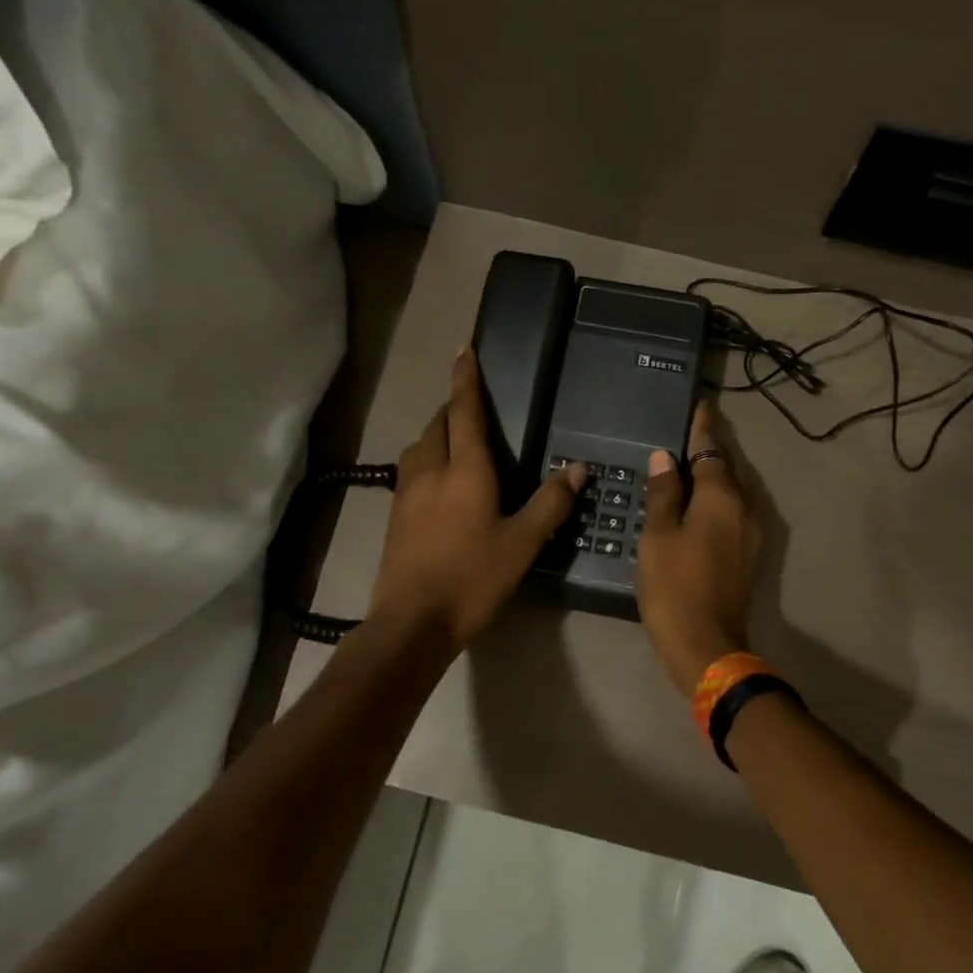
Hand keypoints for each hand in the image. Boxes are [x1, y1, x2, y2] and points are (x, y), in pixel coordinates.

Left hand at [369, 348, 585, 650]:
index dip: (466, 379)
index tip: (464, 350)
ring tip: (456, 440)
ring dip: (437, 433)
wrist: (412, 621)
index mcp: (464, 470)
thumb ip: (550, 503)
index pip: (465, 412)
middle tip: (473, 406)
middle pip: (438, 424)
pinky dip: (426, 459)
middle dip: (453, 407)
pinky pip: (410, 470)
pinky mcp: (395, 514)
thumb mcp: (522, 544)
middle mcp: (430, 470)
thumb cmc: (472, 579)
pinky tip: (438, 481)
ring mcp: (406, 492)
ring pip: (419, 446)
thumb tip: (577, 467)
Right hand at [636, 401, 765, 694]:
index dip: (702, 428)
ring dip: (715, 477)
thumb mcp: (658, 536)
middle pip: (727, 469)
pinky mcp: (748, 556)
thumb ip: (663, 494)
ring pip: (733, 493)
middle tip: (688, 434)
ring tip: (691, 467)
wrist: (706, 644)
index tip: (701, 405)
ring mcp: (751, 534)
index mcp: (722, 498)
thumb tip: (665, 458)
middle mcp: (744, 509)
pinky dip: (717, 501)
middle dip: (710, 450)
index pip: (711, 451)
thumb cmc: (674, 586)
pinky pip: (733, 513)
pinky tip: (699, 506)